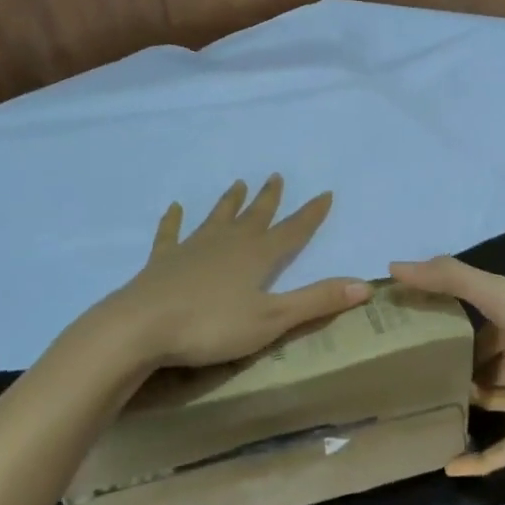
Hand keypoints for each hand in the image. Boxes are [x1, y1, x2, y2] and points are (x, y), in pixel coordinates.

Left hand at [106, 175, 370, 367]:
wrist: (140, 327)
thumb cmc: (211, 326)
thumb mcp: (272, 320)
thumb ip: (316, 301)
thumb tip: (365, 284)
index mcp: (257, 257)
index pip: (293, 231)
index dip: (311, 214)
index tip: (326, 193)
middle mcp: (228, 244)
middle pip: (255, 217)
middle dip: (269, 199)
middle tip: (275, 176)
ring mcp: (193, 249)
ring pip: (218, 218)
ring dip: (230, 203)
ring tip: (238, 184)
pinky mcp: (163, 261)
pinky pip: (171, 234)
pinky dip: (174, 221)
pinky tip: (174, 208)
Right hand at [390, 256, 504, 476]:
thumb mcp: (496, 292)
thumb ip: (448, 278)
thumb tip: (394, 267)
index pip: (475, 318)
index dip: (446, 322)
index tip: (409, 330)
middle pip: (483, 360)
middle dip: (454, 367)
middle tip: (411, 376)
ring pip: (493, 400)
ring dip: (467, 407)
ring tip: (423, 414)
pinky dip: (480, 459)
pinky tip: (448, 467)